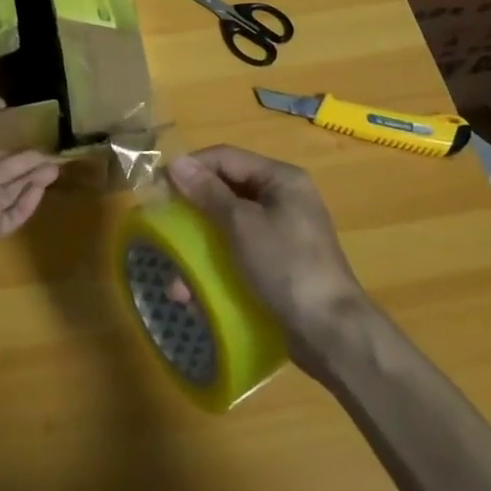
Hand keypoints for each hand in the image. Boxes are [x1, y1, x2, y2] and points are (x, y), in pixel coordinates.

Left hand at [0, 91, 59, 241]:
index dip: (2, 145)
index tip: (24, 137)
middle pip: (0, 172)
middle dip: (25, 163)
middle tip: (49, 155)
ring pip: (9, 193)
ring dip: (33, 180)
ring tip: (56, 168)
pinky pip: (13, 217)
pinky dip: (28, 203)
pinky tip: (42, 188)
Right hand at [168, 146, 372, 373]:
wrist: (332, 333)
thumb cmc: (286, 266)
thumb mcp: (241, 225)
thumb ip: (207, 192)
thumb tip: (175, 162)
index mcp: (280, 178)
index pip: (226, 157)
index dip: (190, 167)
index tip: (157, 186)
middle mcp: (283, 198)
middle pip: (226, 190)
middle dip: (192, 210)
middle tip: (163, 225)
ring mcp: (282, 232)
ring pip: (229, 225)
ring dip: (200, 246)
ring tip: (177, 278)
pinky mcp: (279, 263)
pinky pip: (239, 252)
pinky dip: (217, 266)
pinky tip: (196, 293)